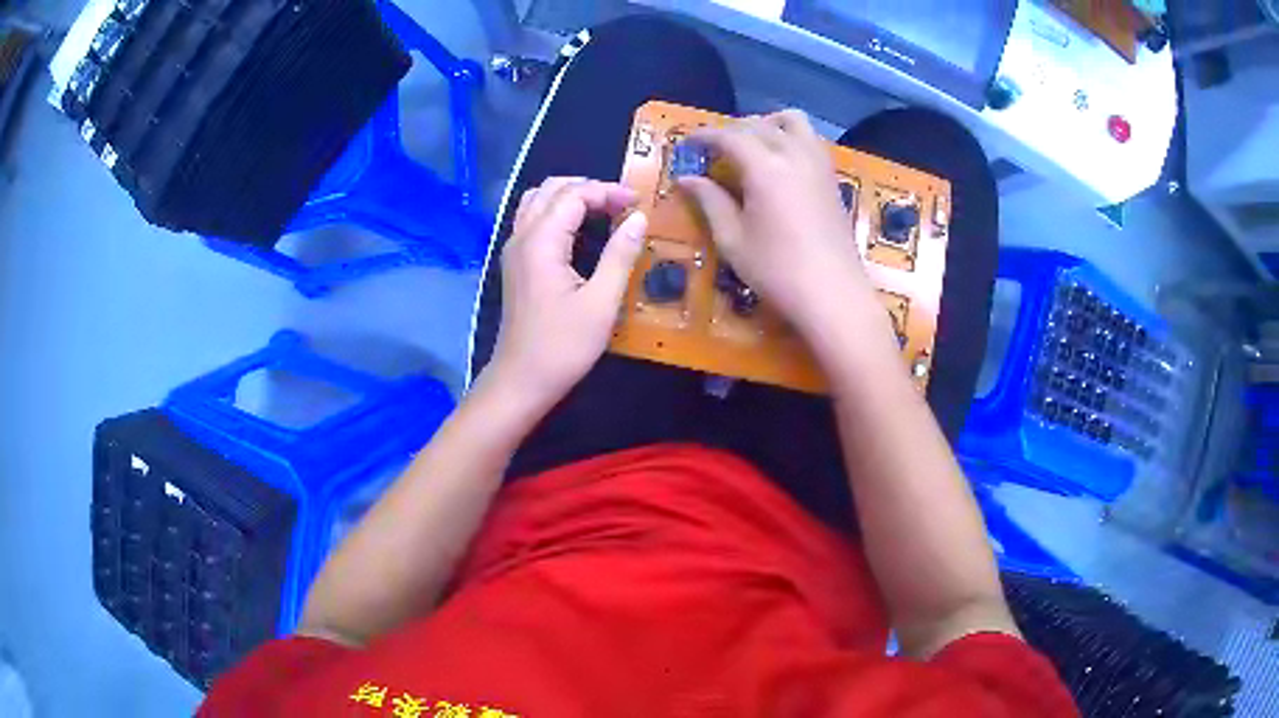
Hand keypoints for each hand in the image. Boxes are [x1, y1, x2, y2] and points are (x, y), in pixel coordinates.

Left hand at [485, 177, 647, 411]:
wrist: (521, 381)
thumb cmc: (563, 346)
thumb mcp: (601, 303)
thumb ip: (620, 255)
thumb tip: (639, 218)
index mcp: (541, 241)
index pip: (574, 195)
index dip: (608, 191)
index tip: (639, 203)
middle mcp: (522, 236)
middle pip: (552, 189)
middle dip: (590, 188)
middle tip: (623, 204)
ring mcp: (514, 250)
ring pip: (538, 201)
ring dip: (570, 197)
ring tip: (603, 210)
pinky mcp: (515, 264)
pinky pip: (532, 219)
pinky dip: (557, 212)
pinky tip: (579, 230)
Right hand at [679, 111, 879, 339]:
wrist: (834, 294)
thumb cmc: (777, 272)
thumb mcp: (733, 240)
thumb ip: (709, 202)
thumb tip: (686, 179)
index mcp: (765, 168)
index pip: (729, 136)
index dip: (705, 135)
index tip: (687, 142)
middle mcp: (794, 154)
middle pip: (759, 124)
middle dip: (732, 129)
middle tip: (714, 149)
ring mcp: (818, 164)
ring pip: (793, 121)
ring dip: (767, 124)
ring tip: (751, 145)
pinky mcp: (832, 177)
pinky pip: (810, 139)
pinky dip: (790, 137)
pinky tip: (780, 162)